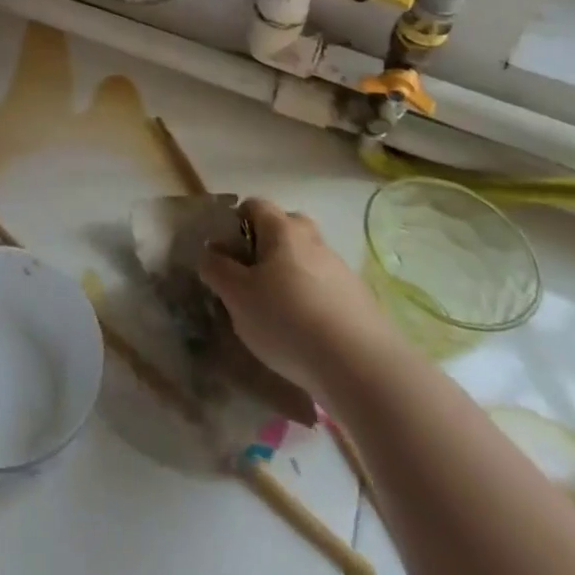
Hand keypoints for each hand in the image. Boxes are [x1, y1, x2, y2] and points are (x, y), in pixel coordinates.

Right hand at [199, 198, 394, 397]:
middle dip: (267, 246)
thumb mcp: (236, 296)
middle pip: (286, 229)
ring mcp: (342, 271)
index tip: (226, 252)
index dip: (236, 221)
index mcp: (283, 230)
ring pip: (308, 261)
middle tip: (252, 278)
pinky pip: (327, 291)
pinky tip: (307, 335)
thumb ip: (217, 270)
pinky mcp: (362, 303)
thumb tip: (211, 253)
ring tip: (278, 314)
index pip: (255, 205)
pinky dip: (313, 303)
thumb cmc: (288, 320)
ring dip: (291, 277)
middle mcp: (314, 241)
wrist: (363, 369)